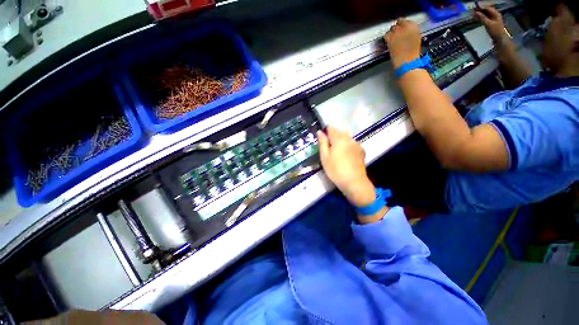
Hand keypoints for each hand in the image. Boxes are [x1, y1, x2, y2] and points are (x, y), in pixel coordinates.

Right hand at [317, 126, 375, 206]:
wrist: (354, 182)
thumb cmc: (335, 169)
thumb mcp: (324, 157)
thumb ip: (322, 142)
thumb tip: (320, 132)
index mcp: (339, 138)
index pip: (331, 128)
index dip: (325, 132)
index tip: (322, 140)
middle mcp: (349, 138)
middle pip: (339, 132)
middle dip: (333, 138)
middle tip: (328, 150)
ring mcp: (357, 144)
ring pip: (346, 138)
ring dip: (340, 142)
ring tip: (337, 154)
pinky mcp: (361, 151)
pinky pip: (352, 144)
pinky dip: (347, 147)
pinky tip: (345, 157)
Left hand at [384, 19, 421, 68]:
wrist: (407, 60)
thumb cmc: (413, 52)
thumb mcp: (416, 38)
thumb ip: (411, 31)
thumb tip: (406, 30)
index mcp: (414, 25)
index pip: (405, 20)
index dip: (402, 25)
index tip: (401, 29)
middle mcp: (405, 26)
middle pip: (397, 24)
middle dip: (396, 29)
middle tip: (396, 35)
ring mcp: (397, 32)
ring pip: (391, 29)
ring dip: (391, 33)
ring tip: (393, 39)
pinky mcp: (390, 38)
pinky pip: (386, 35)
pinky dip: (386, 37)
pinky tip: (388, 42)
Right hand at [474, 6, 507, 42]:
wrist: (500, 40)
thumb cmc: (495, 31)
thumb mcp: (488, 24)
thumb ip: (482, 18)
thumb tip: (476, 12)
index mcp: (496, 14)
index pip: (488, 8)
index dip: (481, 7)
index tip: (474, 8)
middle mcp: (495, 16)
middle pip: (487, 11)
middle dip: (480, 10)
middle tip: (473, 11)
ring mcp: (494, 20)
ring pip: (486, 15)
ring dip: (480, 15)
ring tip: (473, 15)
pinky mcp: (491, 25)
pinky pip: (486, 19)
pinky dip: (481, 18)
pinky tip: (477, 19)